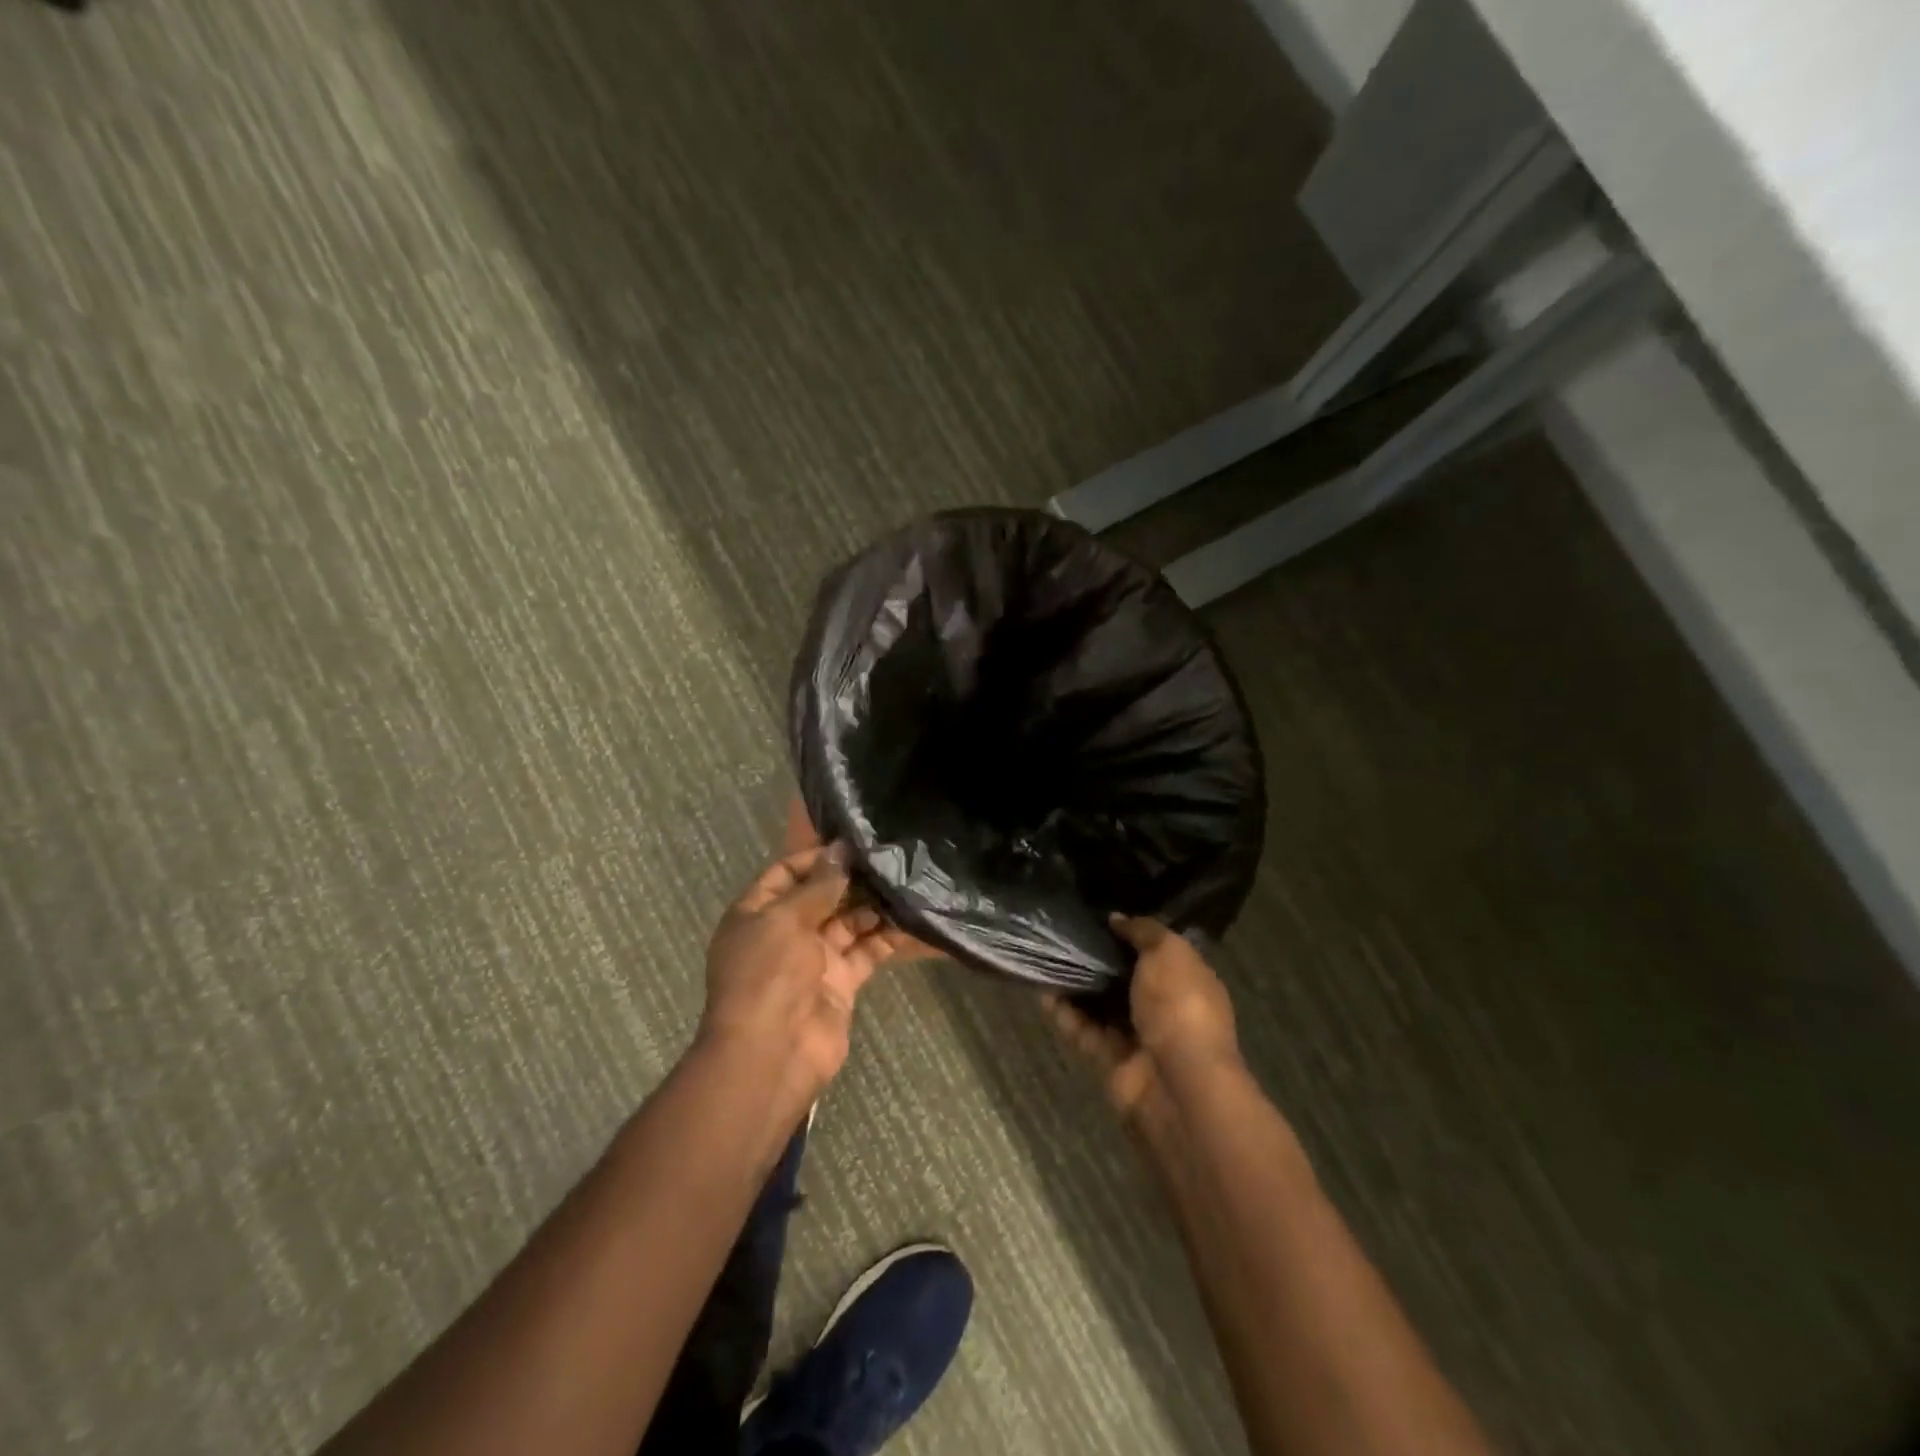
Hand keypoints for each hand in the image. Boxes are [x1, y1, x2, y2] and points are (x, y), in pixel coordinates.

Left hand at [701, 844, 904, 1110]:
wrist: (772, 1054)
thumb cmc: (768, 974)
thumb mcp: (786, 919)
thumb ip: (818, 885)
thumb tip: (840, 850)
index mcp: (756, 913)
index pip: (785, 873)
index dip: (816, 857)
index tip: (854, 844)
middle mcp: (785, 933)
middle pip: (821, 897)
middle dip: (851, 879)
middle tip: (890, 857)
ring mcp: (814, 959)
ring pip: (848, 922)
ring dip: (874, 905)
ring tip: (906, 881)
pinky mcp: (841, 982)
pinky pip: (867, 951)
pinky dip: (887, 936)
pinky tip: (913, 917)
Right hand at [1044, 915, 1242, 1128]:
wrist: (1176, 1083)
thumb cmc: (1180, 1006)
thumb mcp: (1168, 952)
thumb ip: (1143, 931)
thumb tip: (1117, 919)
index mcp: (1188, 980)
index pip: (1158, 952)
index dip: (1130, 936)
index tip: (1098, 920)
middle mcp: (1166, 1008)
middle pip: (1126, 980)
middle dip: (1098, 962)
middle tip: (1065, 939)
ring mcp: (1139, 1037)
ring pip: (1102, 1007)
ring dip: (1077, 988)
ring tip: (1047, 963)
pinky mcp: (1113, 1061)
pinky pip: (1086, 1032)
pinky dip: (1067, 1016)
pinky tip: (1045, 995)